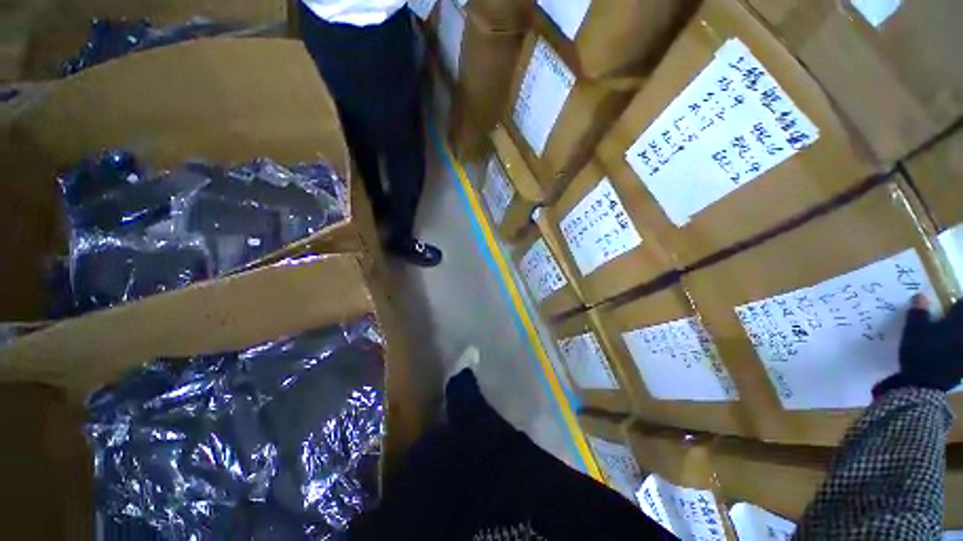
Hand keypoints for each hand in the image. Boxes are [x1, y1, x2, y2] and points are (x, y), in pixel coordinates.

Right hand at [874, 294, 962, 395]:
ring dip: (955, 336)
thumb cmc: (920, 353)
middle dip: (956, 319)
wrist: (923, 385)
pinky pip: (960, 356)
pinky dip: (955, 352)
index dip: (957, 302)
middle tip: (950, 317)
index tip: (951, 302)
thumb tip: (921, 296)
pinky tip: (949, 354)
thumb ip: (918, 313)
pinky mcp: (962, 367)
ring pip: (960, 339)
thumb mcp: (913, 331)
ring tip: (947, 336)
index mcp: (957, 323)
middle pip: (962, 323)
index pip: (962, 304)